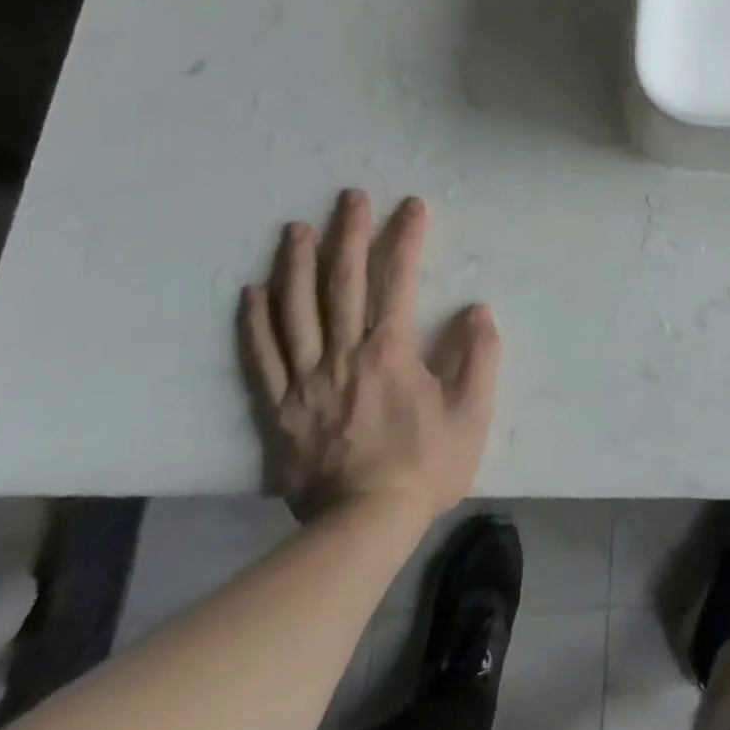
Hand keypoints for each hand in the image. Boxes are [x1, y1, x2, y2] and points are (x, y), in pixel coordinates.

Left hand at [239, 190, 500, 522]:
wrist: (361, 531)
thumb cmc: (423, 467)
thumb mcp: (471, 413)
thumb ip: (478, 356)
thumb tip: (477, 310)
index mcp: (390, 352)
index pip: (398, 281)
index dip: (405, 239)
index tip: (411, 206)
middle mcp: (343, 355)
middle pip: (342, 283)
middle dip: (348, 234)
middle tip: (349, 197)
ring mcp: (305, 382)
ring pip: (296, 311)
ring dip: (295, 265)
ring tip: (295, 228)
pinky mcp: (279, 410)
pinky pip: (262, 359)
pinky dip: (255, 323)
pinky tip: (251, 291)